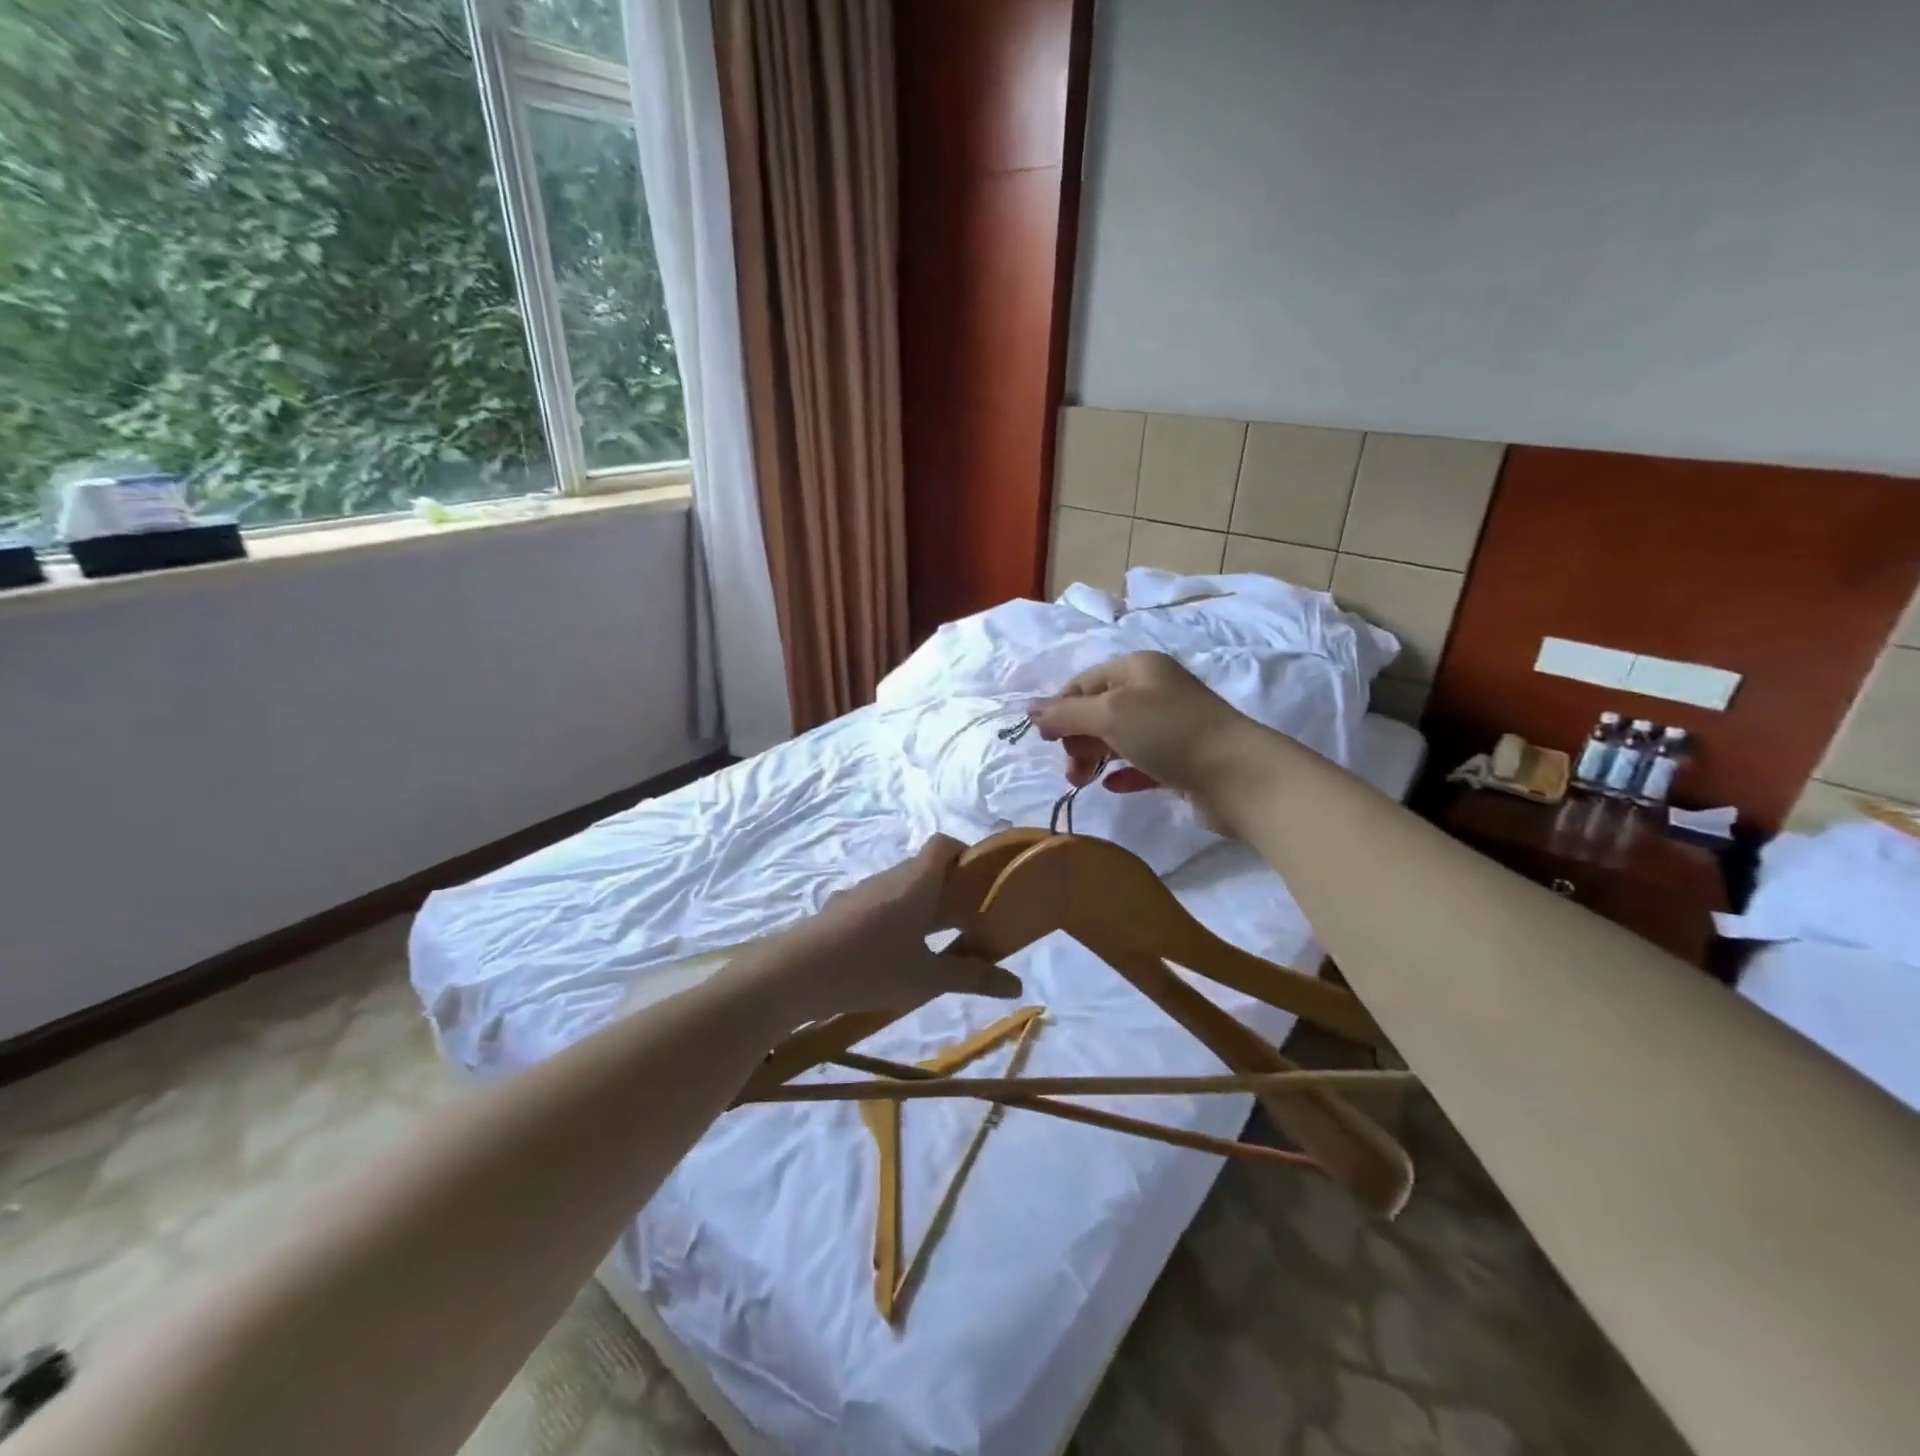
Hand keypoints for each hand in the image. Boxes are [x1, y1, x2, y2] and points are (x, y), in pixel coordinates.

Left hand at [747, 836, 1021, 1022]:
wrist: (792, 974)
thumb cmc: (868, 967)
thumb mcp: (926, 978)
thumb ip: (971, 978)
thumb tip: (1017, 984)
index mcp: (916, 882)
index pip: (945, 844)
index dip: (967, 854)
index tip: (986, 882)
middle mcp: (890, 879)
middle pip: (926, 868)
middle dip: (952, 888)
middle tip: (974, 920)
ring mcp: (862, 894)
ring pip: (903, 889)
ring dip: (924, 906)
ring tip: (940, 942)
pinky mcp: (842, 913)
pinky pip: (881, 906)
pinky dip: (898, 920)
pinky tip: (897, 956)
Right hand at [1028, 651, 1275, 828]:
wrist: (1238, 775)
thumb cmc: (1169, 733)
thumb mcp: (1110, 715)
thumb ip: (1067, 713)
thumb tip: (1029, 711)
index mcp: (1137, 668)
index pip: (1083, 683)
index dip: (1060, 709)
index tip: (1047, 741)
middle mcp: (1153, 691)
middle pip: (1098, 711)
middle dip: (1077, 737)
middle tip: (1071, 768)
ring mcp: (1169, 726)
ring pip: (1117, 738)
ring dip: (1094, 757)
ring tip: (1082, 781)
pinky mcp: (1180, 759)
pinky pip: (1140, 762)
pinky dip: (1121, 772)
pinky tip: (1111, 786)